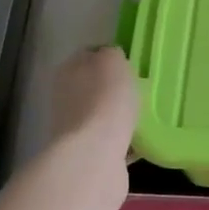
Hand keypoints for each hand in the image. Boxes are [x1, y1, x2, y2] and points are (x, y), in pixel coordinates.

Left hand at [47, 46, 139, 161]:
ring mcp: (74, 129)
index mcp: (69, 71)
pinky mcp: (87, 155)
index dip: (108, 58)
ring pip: (100, 116)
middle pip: (93, 88)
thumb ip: (111, 54)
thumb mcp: (113, 61)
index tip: (129, 66)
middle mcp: (65, 98)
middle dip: (112, 91)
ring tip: (143, 117)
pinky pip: (110, 142)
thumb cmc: (105, 100)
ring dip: (117, 117)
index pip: (88, 56)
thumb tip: (111, 58)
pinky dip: (123, 142)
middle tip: (139, 92)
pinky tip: (141, 142)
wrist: (95, 155)